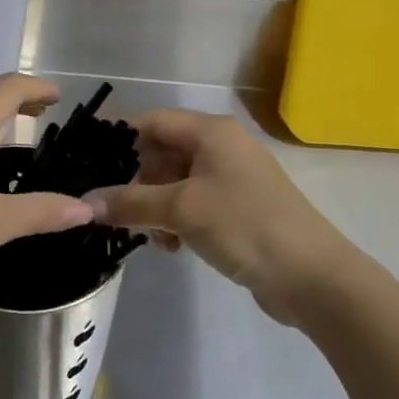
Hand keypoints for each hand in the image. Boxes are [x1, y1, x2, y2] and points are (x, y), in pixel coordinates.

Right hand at [84, 110, 347, 324]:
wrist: (312, 276)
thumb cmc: (244, 226)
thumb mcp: (181, 210)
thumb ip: (130, 202)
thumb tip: (85, 202)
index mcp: (210, 132)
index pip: (151, 122)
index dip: (119, 141)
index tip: (91, 168)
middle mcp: (221, 146)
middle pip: (162, 153)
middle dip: (141, 184)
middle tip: (128, 215)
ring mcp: (232, 177)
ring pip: (175, 182)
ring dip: (157, 208)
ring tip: (158, 239)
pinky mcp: (238, 207)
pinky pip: (193, 203)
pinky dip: (178, 220)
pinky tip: (175, 247)